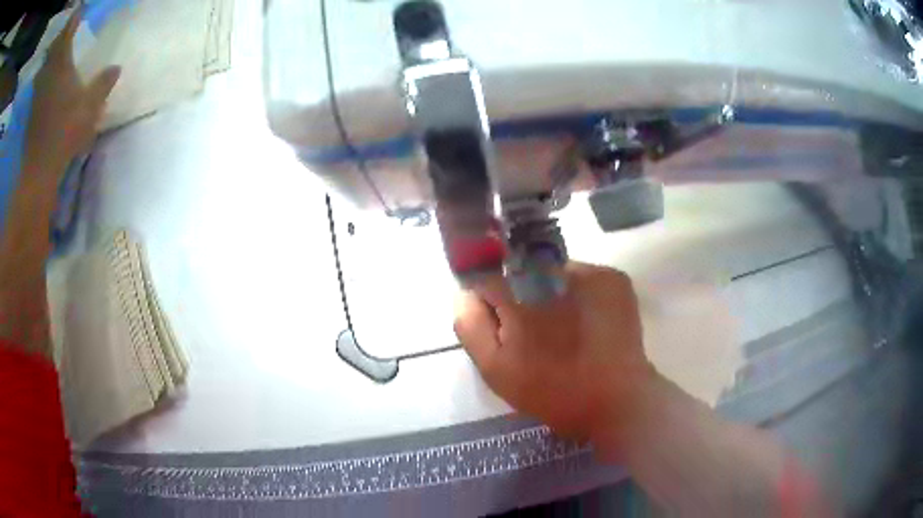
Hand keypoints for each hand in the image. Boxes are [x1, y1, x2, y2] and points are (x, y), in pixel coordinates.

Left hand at [26, 10, 119, 176]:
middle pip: (52, 49)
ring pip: (43, 68)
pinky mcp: (32, 112)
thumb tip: (117, 67)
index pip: (67, 35)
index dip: (73, 21)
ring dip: (49, 58)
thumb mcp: (90, 107)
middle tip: (66, 30)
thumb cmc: (65, 133)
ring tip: (54, 52)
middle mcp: (48, 76)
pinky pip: (37, 87)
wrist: (39, 170)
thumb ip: (103, 84)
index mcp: (61, 68)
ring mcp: (38, 95)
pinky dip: (41, 78)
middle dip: (59, 37)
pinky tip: (43, 80)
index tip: (79, 11)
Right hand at [454, 261, 655, 442]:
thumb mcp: (496, 370)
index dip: (490, 302)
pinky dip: (580, 295)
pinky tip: (587, 324)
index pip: (488, 278)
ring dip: (552, 294)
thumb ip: (472, 327)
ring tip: (566, 330)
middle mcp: (553, 272)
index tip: (502, 325)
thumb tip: (464, 293)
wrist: (617, 400)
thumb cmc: (552, 391)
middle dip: (522, 297)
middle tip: (539, 334)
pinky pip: (584, 278)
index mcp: (520, 295)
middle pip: (522, 272)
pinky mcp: (614, 279)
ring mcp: (590, 272)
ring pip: (554, 273)